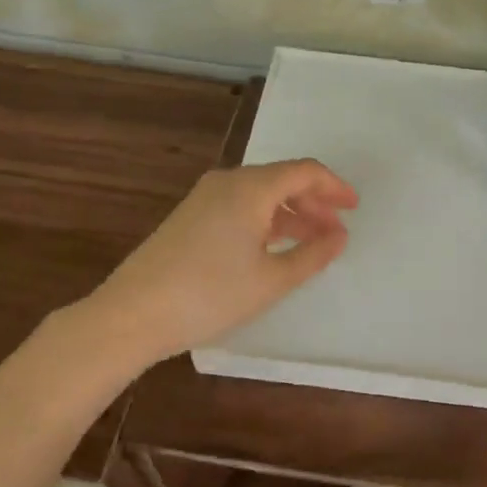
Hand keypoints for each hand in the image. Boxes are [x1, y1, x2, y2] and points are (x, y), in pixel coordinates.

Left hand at [87, 159, 358, 361]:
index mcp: (251, 188)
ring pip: (260, 195)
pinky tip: (273, 249)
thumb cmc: (210, 295)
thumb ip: (312, 254)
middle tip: (335, 232)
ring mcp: (205, 198)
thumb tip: (339, 236)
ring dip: (291, 214)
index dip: (335, 187)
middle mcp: (228, 182)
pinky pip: (240, 206)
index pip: (304, 171)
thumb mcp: (272, 280)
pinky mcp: (190, 216)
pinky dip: (265, 221)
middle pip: (282, 180)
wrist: (132, 314)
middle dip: (314, 203)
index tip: (355, 208)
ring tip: (311, 244)